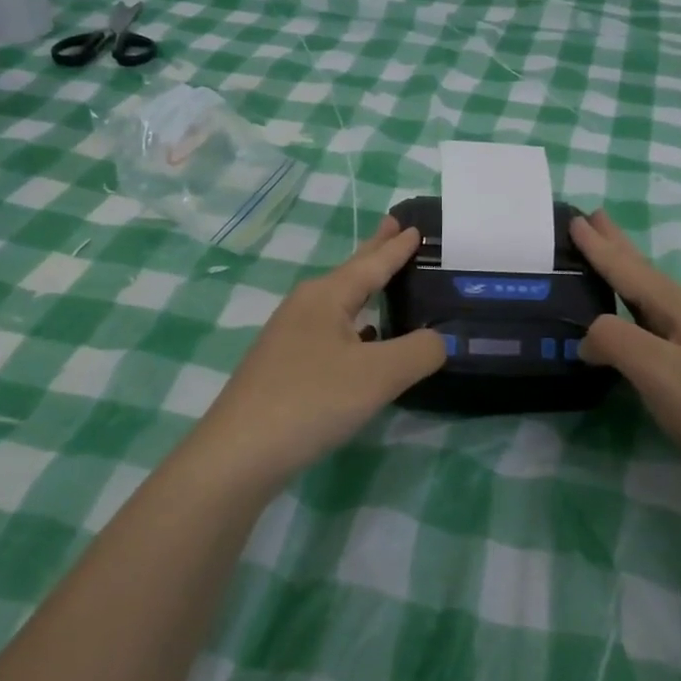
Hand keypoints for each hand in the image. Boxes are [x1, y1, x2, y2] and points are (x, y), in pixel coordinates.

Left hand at [192, 217, 446, 484]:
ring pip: (338, 305)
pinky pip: (330, 332)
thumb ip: (420, 351)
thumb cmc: (311, 400)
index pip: (371, 263)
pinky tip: (364, 340)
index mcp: (326, 297)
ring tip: (385, 281)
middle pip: (349, 274)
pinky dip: (354, 326)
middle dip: (374, 252)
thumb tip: (440, 339)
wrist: (239, 453)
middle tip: (394, 227)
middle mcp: (305, 308)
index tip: (414, 227)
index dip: (396, 248)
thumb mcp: (378, 375)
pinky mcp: (284, 367)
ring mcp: (290, 338)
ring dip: (364, 290)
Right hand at [573, 211, 680, 497]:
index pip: (627, 268)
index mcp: (677, 306)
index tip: (575, 218)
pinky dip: (631, 311)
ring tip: (604, 259)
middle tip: (594, 217)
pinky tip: (630, 321)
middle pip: (642, 272)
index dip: (598, 246)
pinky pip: (652, 324)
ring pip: (647, 297)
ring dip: (623, 275)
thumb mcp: (658, 371)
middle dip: (617, 246)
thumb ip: (615, 341)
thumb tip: (586, 338)